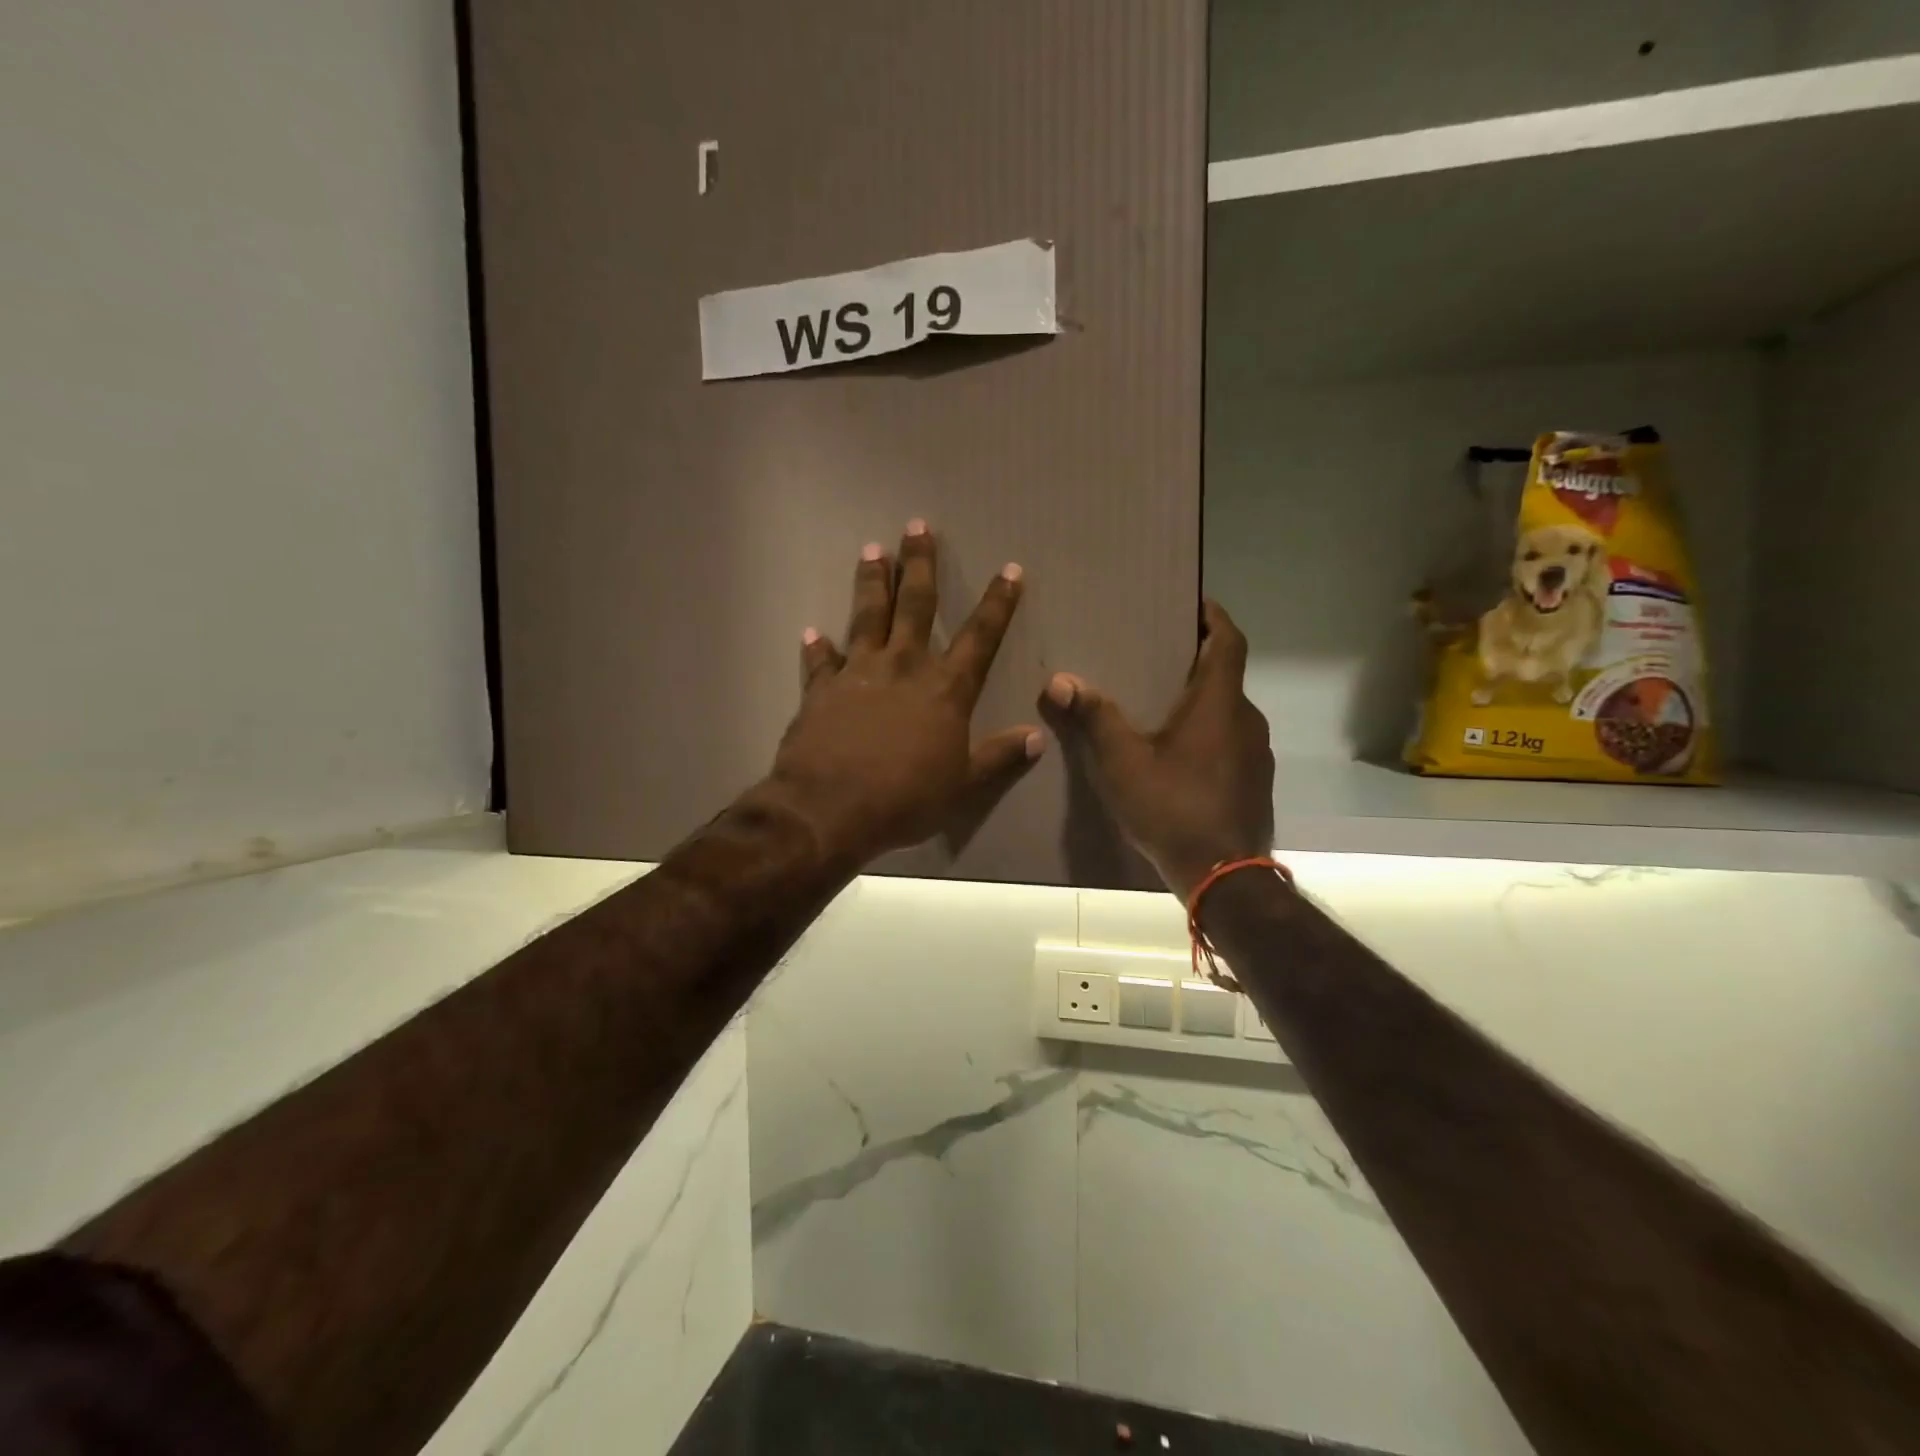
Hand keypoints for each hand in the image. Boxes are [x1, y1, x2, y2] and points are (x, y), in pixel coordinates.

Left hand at [763, 521, 1041, 869]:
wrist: (830, 809)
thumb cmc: (905, 798)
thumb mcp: (963, 784)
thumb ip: (999, 756)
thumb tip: (1037, 737)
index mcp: (944, 688)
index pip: (980, 636)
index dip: (998, 603)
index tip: (1010, 570)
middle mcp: (903, 667)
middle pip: (915, 605)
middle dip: (919, 564)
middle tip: (916, 526)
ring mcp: (858, 674)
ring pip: (866, 617)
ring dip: (870, 583)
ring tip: (871, 551)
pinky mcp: (820, 691)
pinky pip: (820, 662)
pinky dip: (817, 648)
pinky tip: (812, 633)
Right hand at [1039, 600, 1273, 899]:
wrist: (1225, 877)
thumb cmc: (1174, 808)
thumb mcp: (1123, 763)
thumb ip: (1094, 718)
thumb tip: (1060, 680)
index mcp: (1221, 703)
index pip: (1228, 640)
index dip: (1213, 615)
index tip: (1193, 601)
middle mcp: (1247, 720)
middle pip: (1226, 674)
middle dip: (1196, 659)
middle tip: (1156, 653)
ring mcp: (1256, 754)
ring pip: (1228, 711)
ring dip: (1200, 700)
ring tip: (1158, 703)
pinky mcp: (1254, 782)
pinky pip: (1230, 741)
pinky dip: (1207, 733)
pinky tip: (1176, 753)